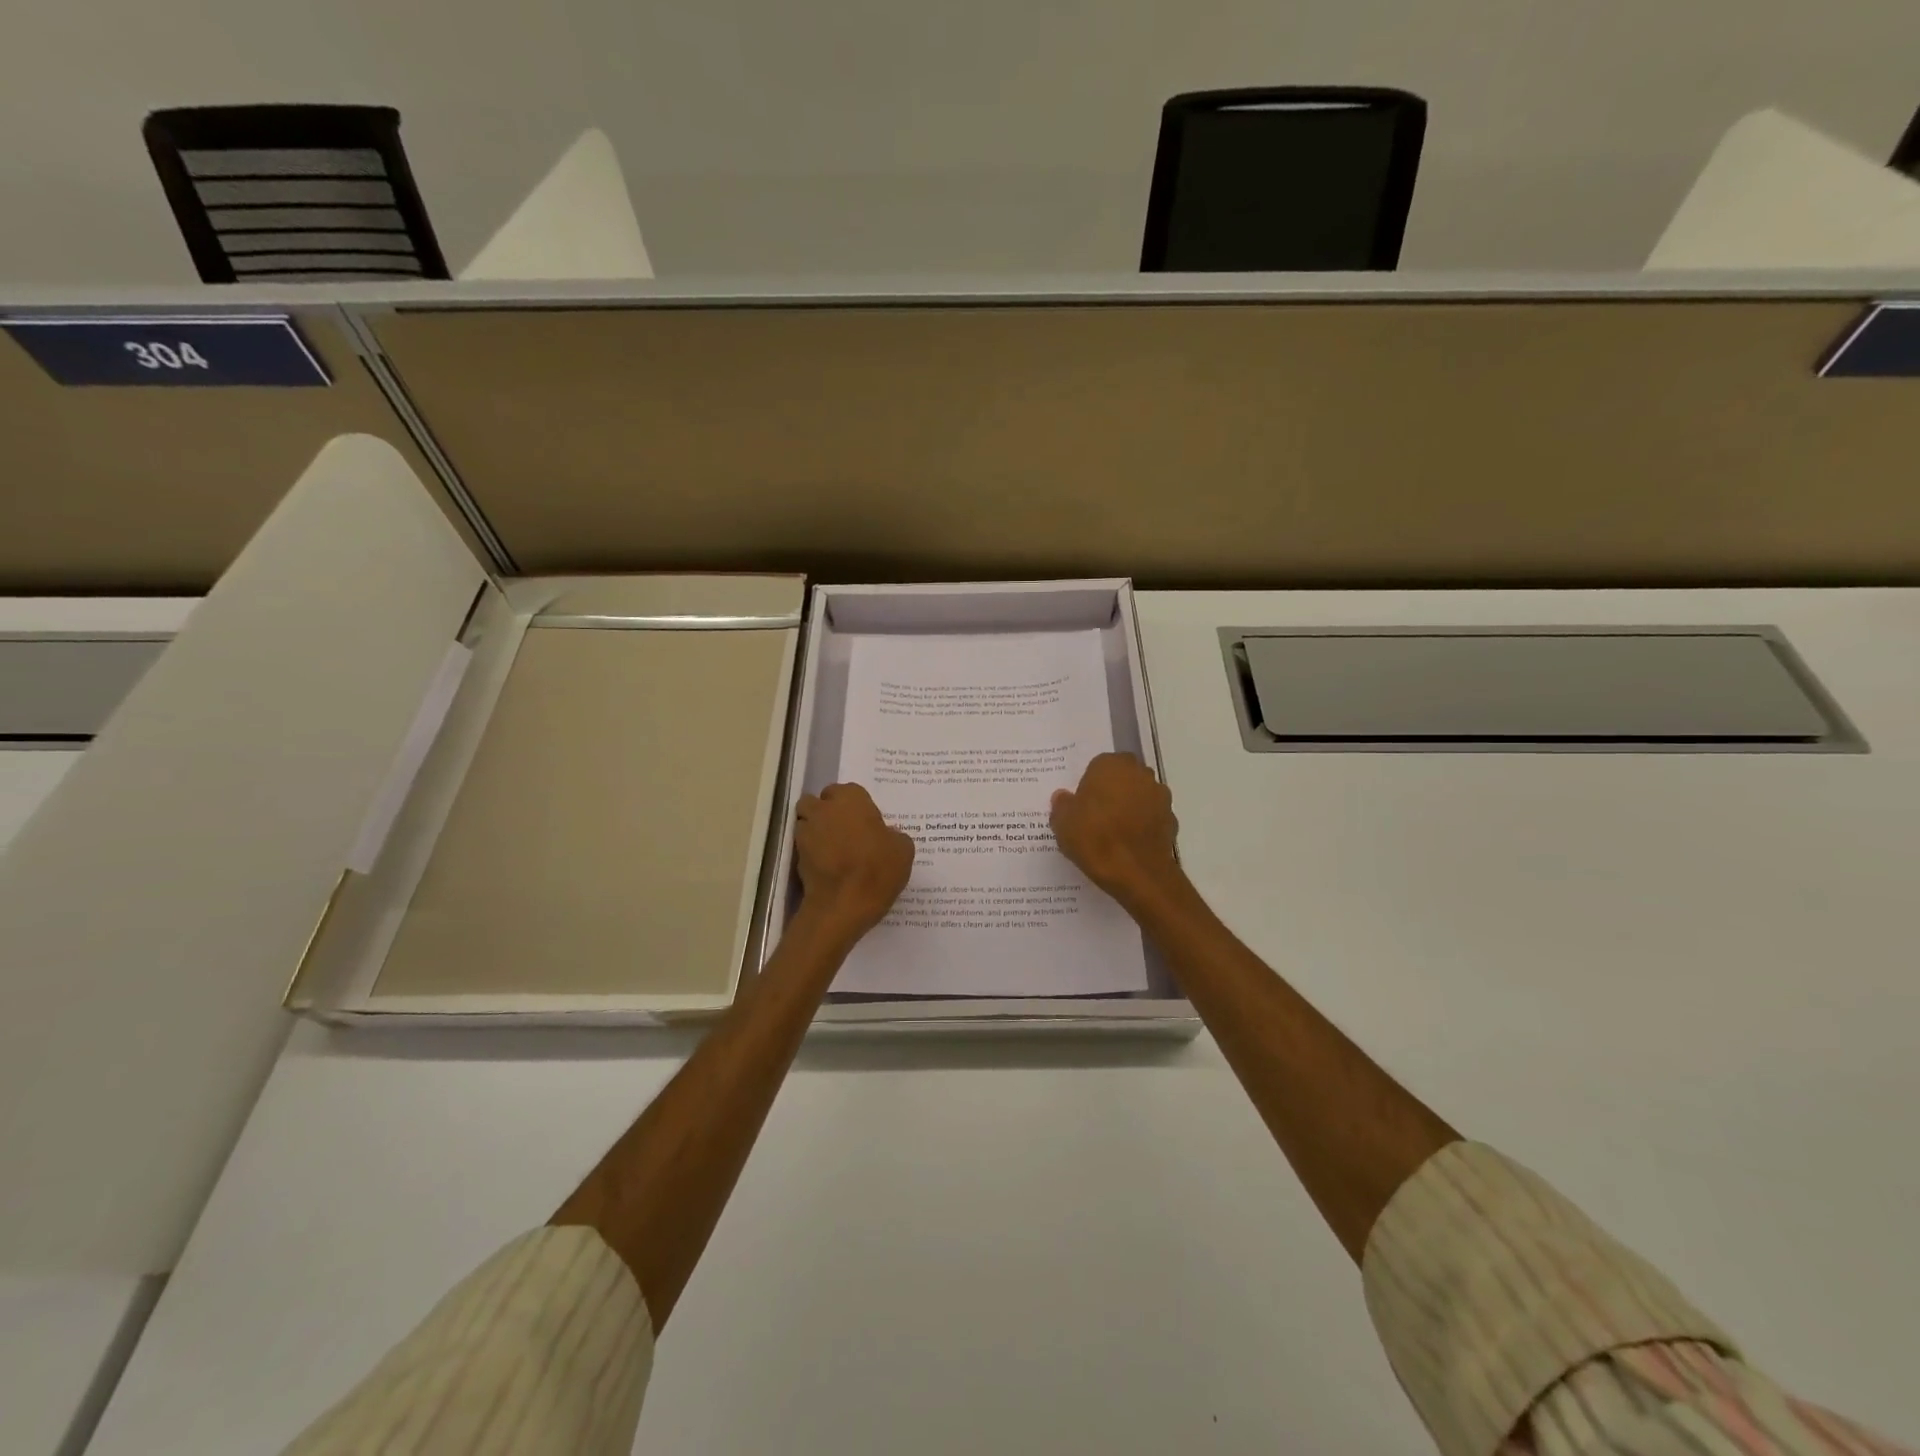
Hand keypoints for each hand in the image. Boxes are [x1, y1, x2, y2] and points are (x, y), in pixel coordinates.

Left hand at [794, 783, 914, 937]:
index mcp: (851, 799)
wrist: (843, 904)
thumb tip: (886, 835)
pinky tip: (828, 867)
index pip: (848, 790)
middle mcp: (824, 809)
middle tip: (846, 831)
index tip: (866, 822)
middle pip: (818, 802)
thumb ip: (893, 835)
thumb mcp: (903, 850)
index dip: (855, 805)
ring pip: (806, 822)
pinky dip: (812, 853)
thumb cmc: (877, 869)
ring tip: (833, 849)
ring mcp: (806, 832)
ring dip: (816, 830)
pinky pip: (804, 847)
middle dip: (827, 812)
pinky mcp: (796, 857)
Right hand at [1050, 753, 1183, 910]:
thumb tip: (1063, 797)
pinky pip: (1152, 817)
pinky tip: (1130, 844)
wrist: (1136, 871)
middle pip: (1123, 777)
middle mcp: (1139, 773)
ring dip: (1131, 806)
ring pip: (1140, 795)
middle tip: (1096, 815)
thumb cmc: (1094, 838)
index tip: (1082, 804)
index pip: (1098, 765)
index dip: (1090, 784)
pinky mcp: (1171, 819)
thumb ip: (1062, 805)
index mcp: (1110, 765)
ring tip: (1114, 832)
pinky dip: (1143, 825)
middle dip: (1113, 790)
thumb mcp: (1062, 822)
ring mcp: (1159, 796)